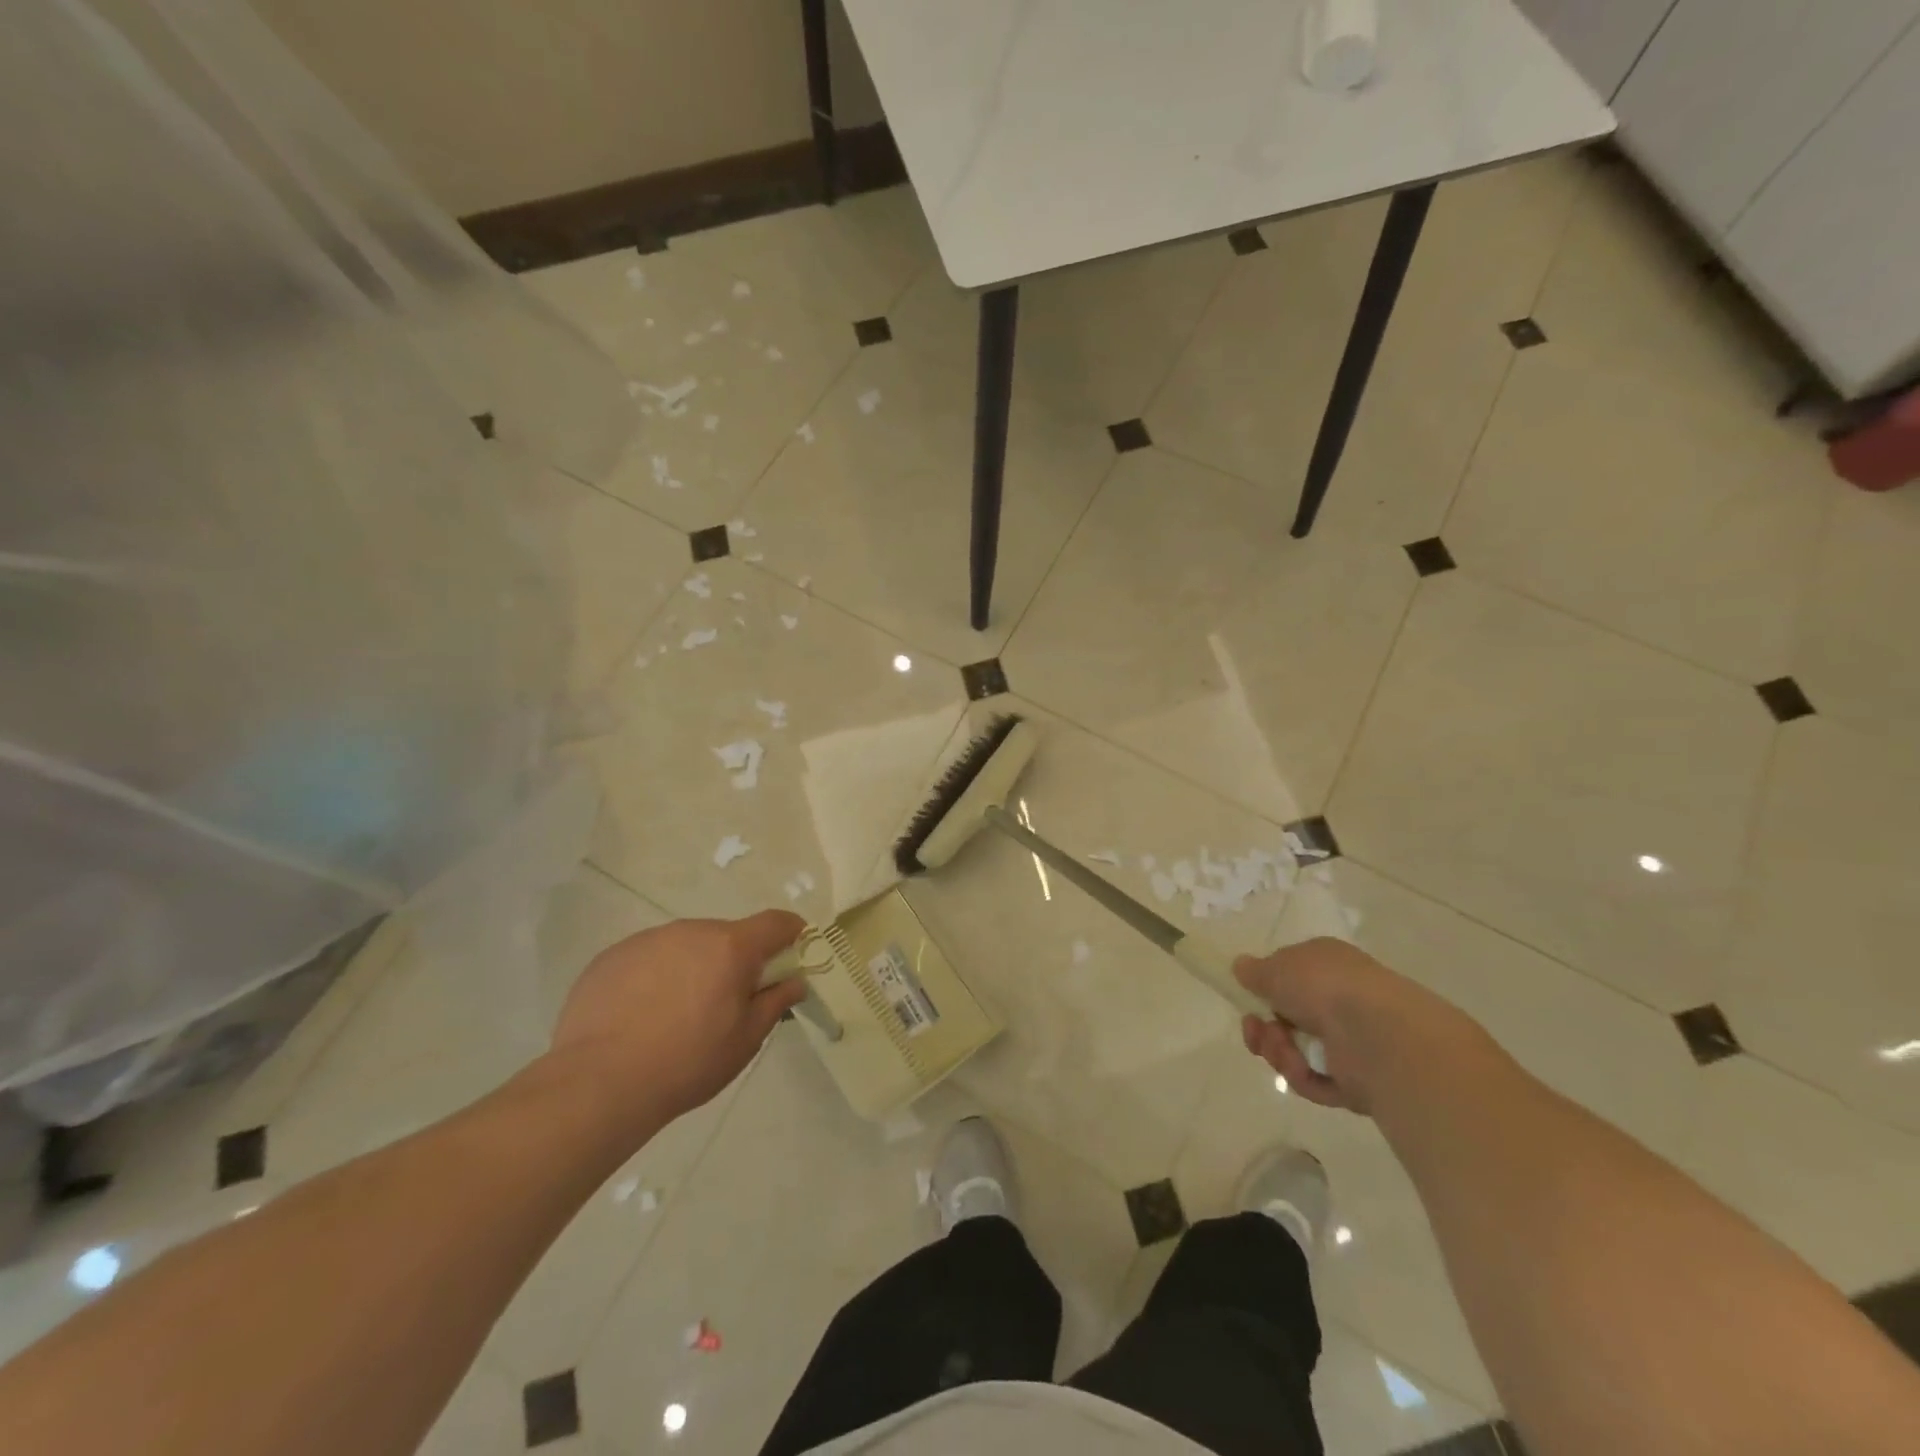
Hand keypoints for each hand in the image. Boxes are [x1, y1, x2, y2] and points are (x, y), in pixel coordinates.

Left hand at [548, 910, 807, 1142]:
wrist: (598, 1083)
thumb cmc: (687, 1062)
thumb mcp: (745, 1040)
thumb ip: (775, 1002)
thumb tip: (794, 981)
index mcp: (731, 946)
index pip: (776, 922)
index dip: (791, 935)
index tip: (791, 957)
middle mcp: (691, 931)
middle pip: (727, 936)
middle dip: (734, 962)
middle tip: (725, 1005)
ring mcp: (647, 940)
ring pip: (685, 946)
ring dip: (693, 968)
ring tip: (675, 1016)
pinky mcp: (611, 957)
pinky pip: (648, 958)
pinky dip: (654, 978)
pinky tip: (639, 1017)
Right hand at [1234, 937, 1469, 1114]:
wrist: (1377, 1034)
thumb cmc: (1324, 986)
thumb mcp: (1276, 968)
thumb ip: (1255, 971)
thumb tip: (1241, 967)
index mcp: (1328, 964)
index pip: (1291, 975)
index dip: (1266, 989)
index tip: (1248, 1000)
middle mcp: (1341, 999)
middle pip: (1288, 1018)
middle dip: (1264, 1029)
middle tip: (1255, 1031)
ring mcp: (1351, 1041)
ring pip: (1297, 1051)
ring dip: (1280, 1052)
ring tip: (1284, 1050)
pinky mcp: (1357, 1080)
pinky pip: (1316, 1080)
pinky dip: (1303, 1076)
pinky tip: (1303, 1069)